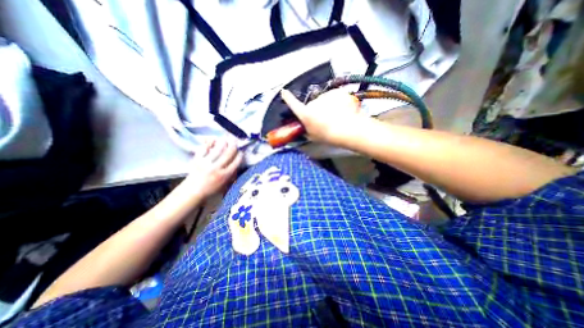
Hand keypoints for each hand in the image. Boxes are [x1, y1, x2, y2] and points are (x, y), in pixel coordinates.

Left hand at [178, 139, 241, 200]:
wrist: (192, 192)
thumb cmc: (210, 190)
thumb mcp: (224, 186)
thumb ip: (231, 176)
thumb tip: (236, 167)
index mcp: (224, 175)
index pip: (235, 163)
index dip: (240, 156)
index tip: (241, 152)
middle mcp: (217, 168)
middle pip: (227, 155)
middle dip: (233, 147)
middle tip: (235, 141)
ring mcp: (206, 163)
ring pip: (217, 150)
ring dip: (223, 143)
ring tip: (226, 138)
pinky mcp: (197, 160)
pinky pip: (203, 149)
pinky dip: (208, 144)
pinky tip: (213, 139)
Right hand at [279, 87, 363, 143]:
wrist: (346, 129)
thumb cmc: (327, 136)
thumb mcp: (313, 137)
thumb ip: (307, 130)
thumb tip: (305, 128)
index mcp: (305, 113)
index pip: (293, 104)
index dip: (288, 98)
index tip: (284, 92)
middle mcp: (313, 102)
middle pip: (313, 104)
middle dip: (318, 110)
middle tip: (326, 120)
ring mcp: (325, 96)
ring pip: (325, 100)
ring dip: (329, 106)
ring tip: (337, 116)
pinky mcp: (337, 92)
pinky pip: (336, 97)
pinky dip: (339, 102)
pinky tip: (344, 110)